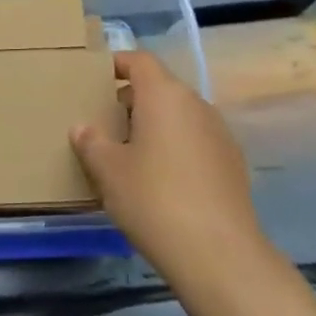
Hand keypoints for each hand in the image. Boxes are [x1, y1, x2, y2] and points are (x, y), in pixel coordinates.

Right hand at [70, 51, 265, 275]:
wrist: (218, 254)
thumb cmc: (153, 199)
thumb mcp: (108, 170)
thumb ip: (91, 142)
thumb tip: (82, 128)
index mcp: (164, 95)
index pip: (140, 61)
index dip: (117, 64)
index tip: (95, 78)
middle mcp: (196, 105)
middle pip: (160, 88)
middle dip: (131, 100)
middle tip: (105, 124)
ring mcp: (220, 134)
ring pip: (179, 116)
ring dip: (154, 126)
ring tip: (129, 155)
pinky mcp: (232, 165)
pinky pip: (195, 141)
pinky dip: (175, 148)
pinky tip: (160, 181)